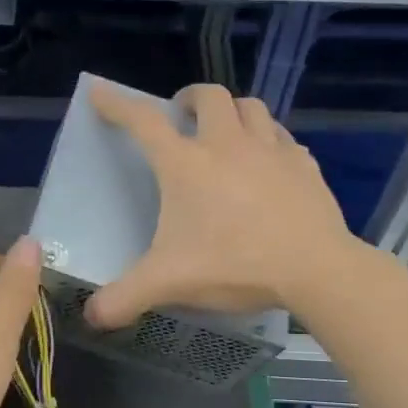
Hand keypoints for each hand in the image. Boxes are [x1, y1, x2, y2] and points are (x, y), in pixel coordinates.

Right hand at [86, 83, 360, 329]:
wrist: (314, 269)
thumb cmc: (234, 265)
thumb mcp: (169, 283)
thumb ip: (125, 298)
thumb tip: (92, 316)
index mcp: (186, 165)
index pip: (143, 122)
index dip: (118, 105)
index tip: (100, 92)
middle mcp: (227, 145)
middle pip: (209, 97)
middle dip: (190, 99)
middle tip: (181, 116)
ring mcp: (270, 151)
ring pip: (251, 107)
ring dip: (233, 111)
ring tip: (226, 131)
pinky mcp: (304, 165)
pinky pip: (283, 138)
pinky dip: (269, 141)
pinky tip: (268, 162)